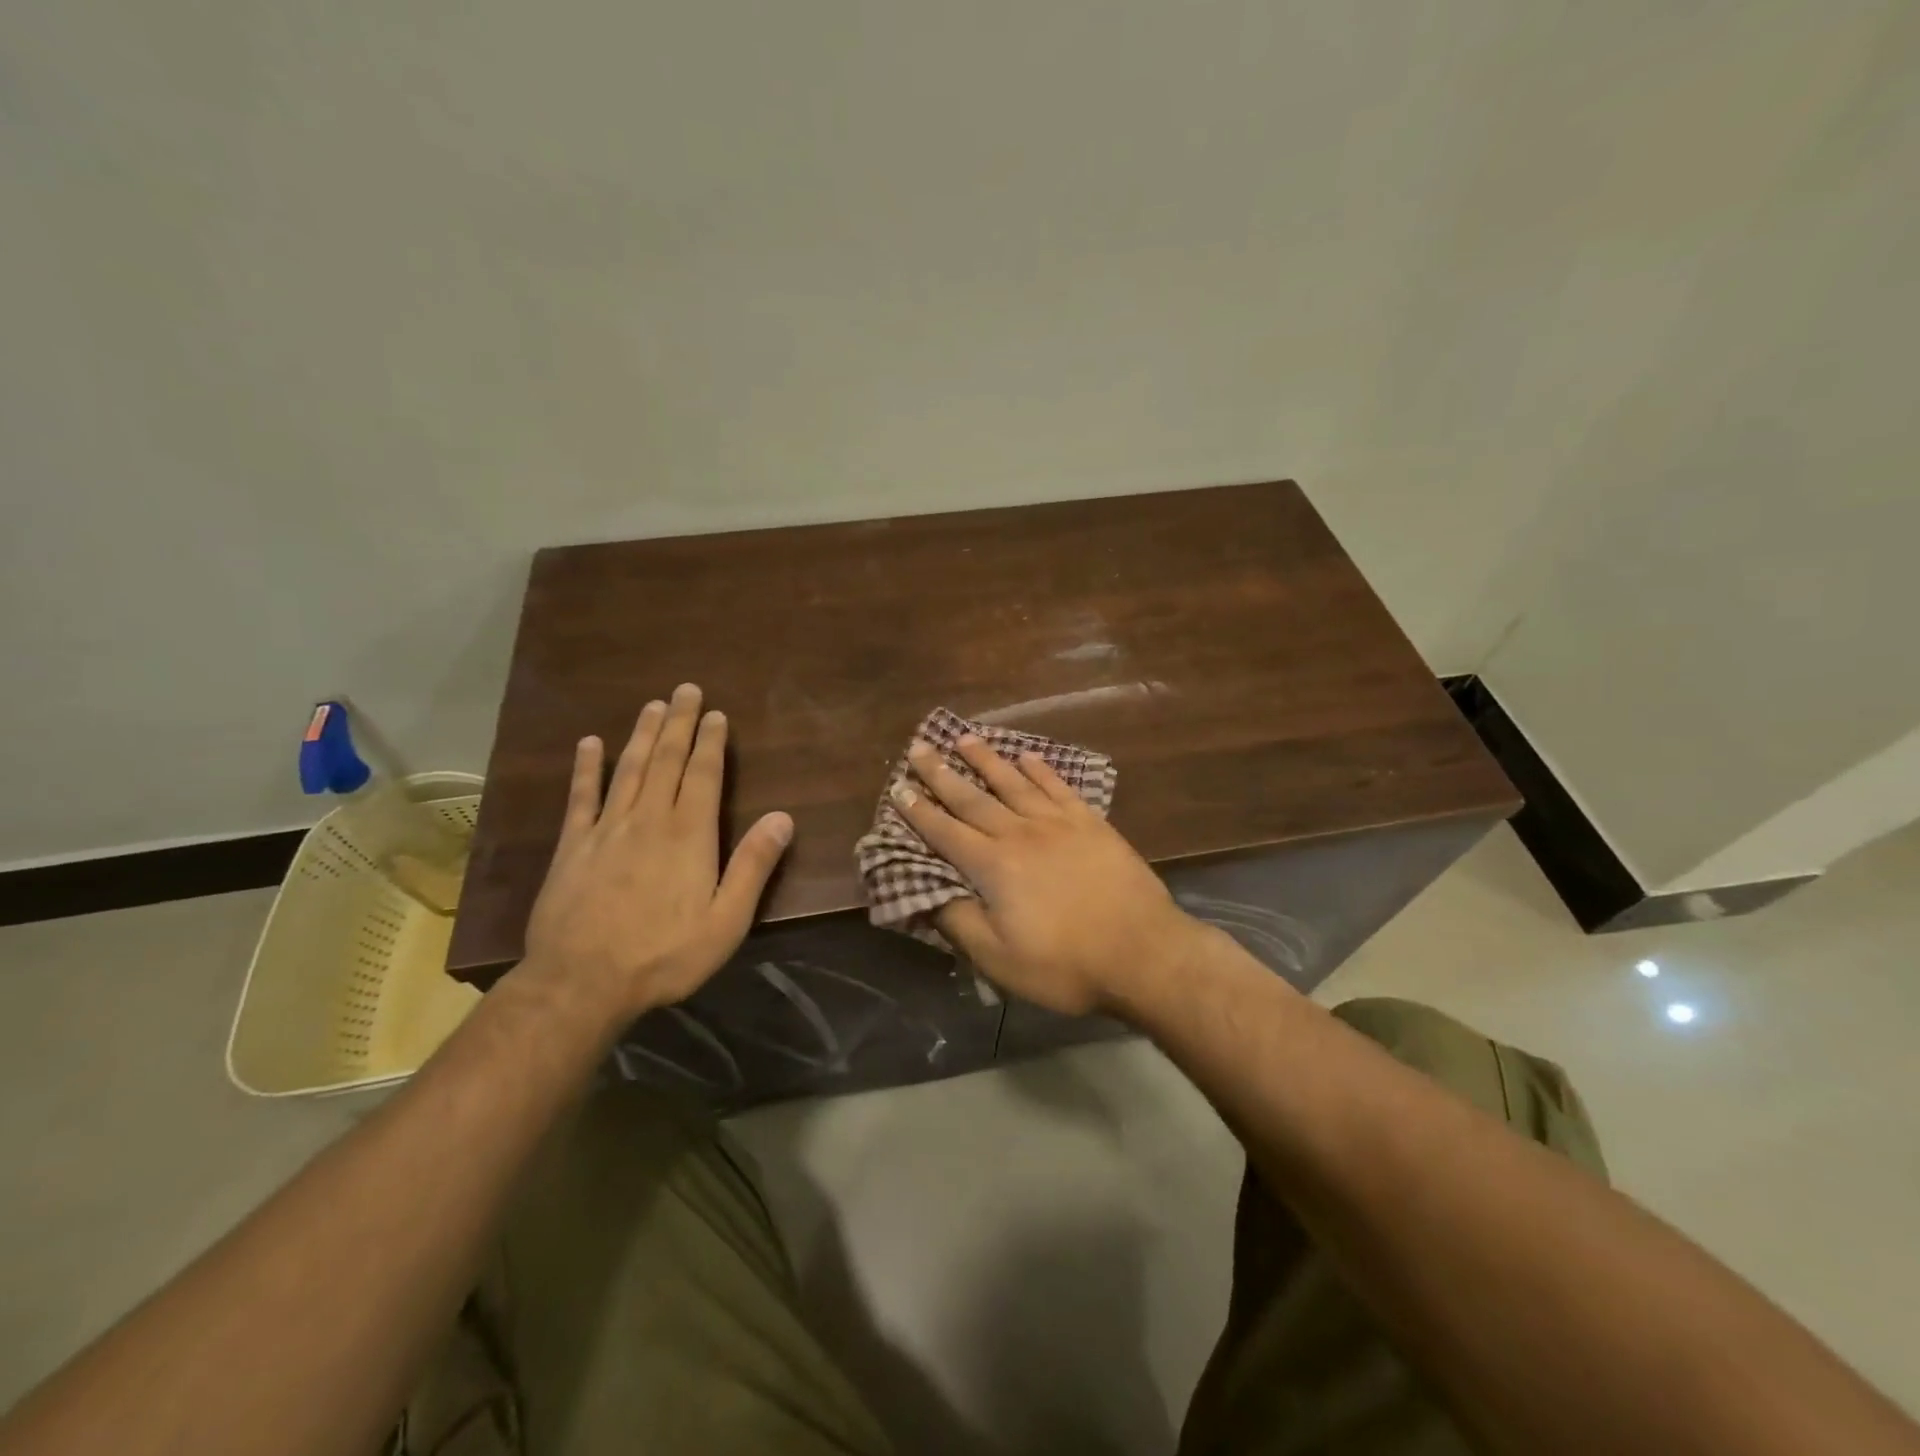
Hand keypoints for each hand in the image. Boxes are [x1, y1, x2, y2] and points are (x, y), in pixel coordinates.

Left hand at [521, 684, 792, 1018]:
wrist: (580, 983)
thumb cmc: (664, 955)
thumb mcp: (726, 920)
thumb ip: (753, 866)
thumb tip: (783, 817)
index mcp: (689, 835)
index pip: (702, 775)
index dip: (710, 742)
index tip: (715, 713)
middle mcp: (648, 820)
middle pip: (666, 760)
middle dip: (678, 723)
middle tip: (685, 689)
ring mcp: (606, 830)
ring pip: (628, 769)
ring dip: (642, 734)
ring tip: (652, 705)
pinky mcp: (571, 846)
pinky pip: (580, 797)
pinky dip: (585, 768)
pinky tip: (589, 744)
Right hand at [892, 735, 1204, 1014]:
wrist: (1143, 952)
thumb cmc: (1066, 964)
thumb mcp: (999, 959)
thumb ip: (959, 921)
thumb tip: (928, 893)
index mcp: (993, 866)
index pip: (945, 832)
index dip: (918, 811)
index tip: (898, 787)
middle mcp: (1020, 833)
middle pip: (973, 798)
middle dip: (942, 773)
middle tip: (919, 748)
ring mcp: (1058, 823)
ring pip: (1013, 782)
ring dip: (986, 760)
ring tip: (964, 738)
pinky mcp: (1091, 823)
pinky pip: (1058, 786)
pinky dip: (1040, 769)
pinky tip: (1027, 756)